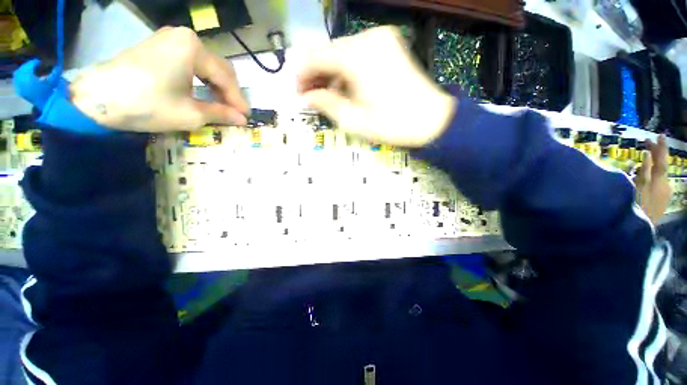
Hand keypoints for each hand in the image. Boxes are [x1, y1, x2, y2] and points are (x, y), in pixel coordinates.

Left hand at [70, 27, 248, 131]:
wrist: (98, 98)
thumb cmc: (147, 104)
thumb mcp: (190, 113)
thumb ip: (221, 113)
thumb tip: (242, 119)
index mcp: (193, 48)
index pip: (225, 77)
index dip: (238, 100)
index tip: (246, 117)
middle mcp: (184, 37)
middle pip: (219, 67)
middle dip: (229, 92)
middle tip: (235, 113)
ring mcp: (170, 39)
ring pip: (206, 65)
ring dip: (217, 86)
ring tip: (222, 106)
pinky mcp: (160, 46)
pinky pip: (191, 62)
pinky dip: (202, 79)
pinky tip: (204, 93)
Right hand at [297, 26, 455, 147]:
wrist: (431, 120)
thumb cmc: (391, 125)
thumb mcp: (353, 121)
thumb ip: (326, 104)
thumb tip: (306, 96)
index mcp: (356, 57)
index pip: (315, 57)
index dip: (301, 75)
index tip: (297, 93)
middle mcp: (367, 38)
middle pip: (329, 51)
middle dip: (316, 73)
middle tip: (310, 95)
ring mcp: (381, 38)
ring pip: (342, 51)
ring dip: (331, 72)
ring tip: (327, 95)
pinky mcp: (389, 44)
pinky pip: (358, 52)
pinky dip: (347, 68)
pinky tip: (347, 86)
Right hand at [635, 135, 671, 224]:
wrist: (639, 230)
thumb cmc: (635, 207)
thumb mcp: (637, 188)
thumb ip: (642, 171)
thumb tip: (645, 154)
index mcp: (659, 181)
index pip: (661, 161)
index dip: (660, 148)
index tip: (658, 136)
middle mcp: (664, 185)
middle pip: (662, 166)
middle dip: (658, 153)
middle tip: (652, 140)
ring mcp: (663, 193)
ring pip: (659, 174)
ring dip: (654, 163)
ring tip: (649, 155)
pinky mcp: (660, 200)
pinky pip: (657, 182)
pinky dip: (653, 175)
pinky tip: (647, 174)